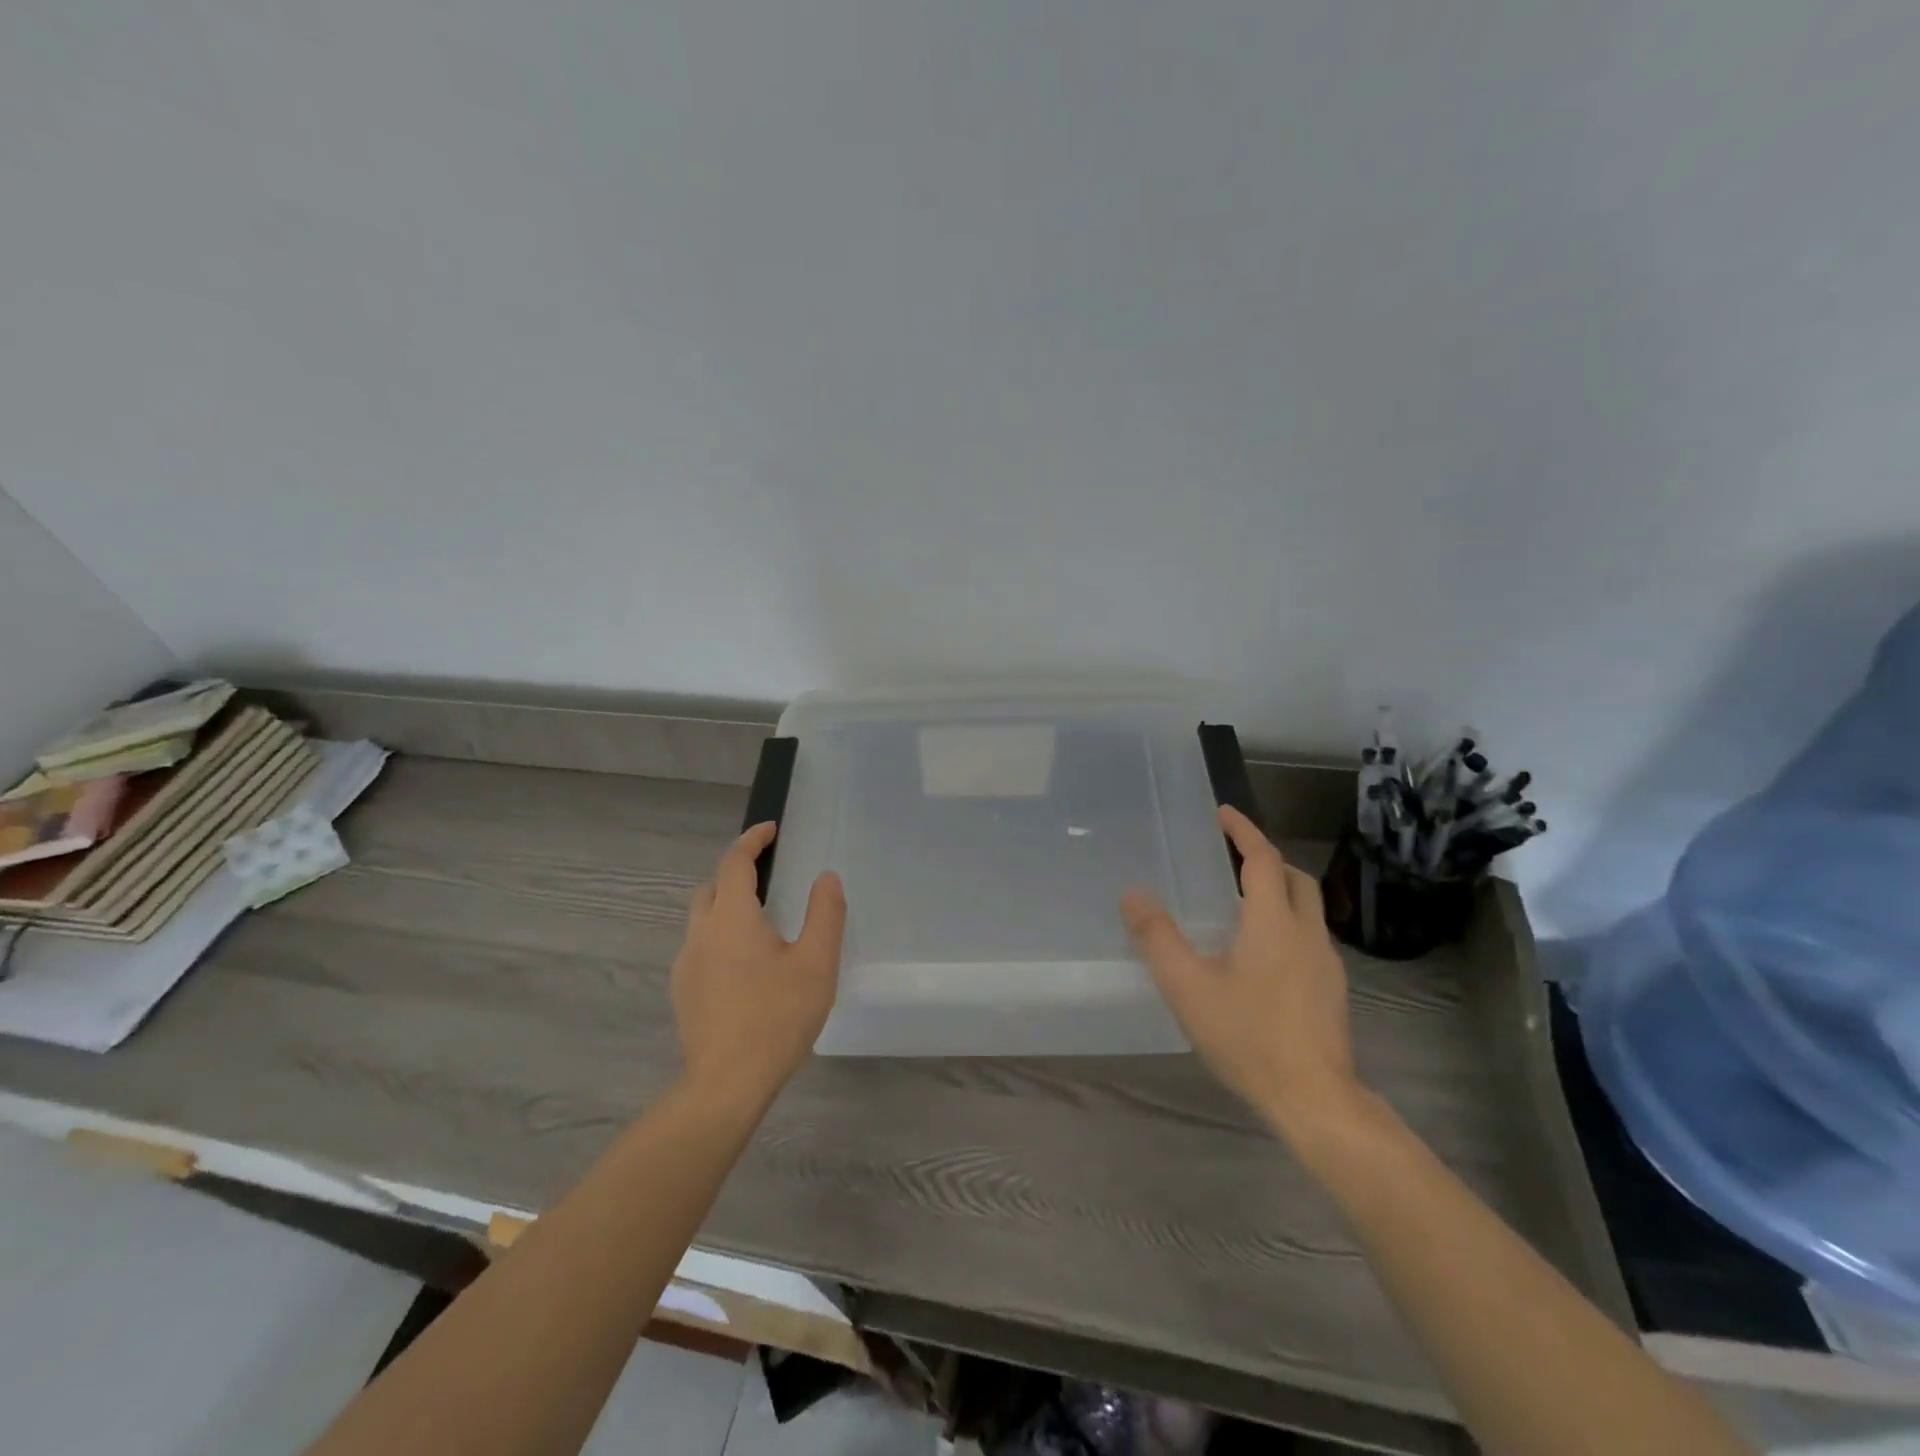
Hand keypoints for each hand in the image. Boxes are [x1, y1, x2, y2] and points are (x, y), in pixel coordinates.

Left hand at [673, 822, 845, 1108]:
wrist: (726, 1084)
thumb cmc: (777, 1018)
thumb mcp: (817, 963)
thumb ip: (825, 914)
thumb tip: (826, 877)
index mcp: (732, 918)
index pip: (734, 862)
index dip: (752, 840)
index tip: (770, 830)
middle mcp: (701, 933)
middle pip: (711, 887)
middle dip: (735, 872)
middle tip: (768, 876)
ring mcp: (686, 964)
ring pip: (702, 919)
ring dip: (726, 907)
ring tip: (761, 925)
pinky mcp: (683, 992)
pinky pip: (700, 947)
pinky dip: (720, 937)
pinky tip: (745, 967)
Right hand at [1121, 806, 1361, 1138]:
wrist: (1316, 1100)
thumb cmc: (1248, 1037)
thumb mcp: (1188, 987)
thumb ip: (1157, 938)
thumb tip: (1133, 894)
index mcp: (1273, 922)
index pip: (1262, 859)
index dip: (1243, 831)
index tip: (1223, 812)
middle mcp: (1307, 933)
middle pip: (1294, 878)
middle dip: (1266, 858)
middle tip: (1232, 857)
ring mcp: (1326, 963)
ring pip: (1306, 909)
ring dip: (1278, 892)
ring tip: (1240, 905)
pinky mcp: (1332, 991)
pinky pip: (1308, 937)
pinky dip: (1285, 924)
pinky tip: (1261, 956)